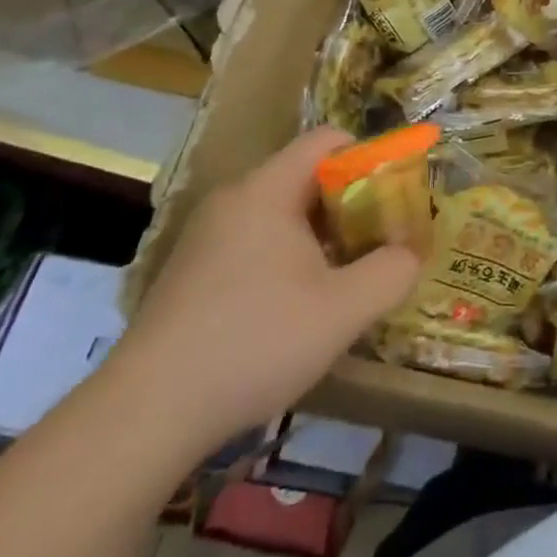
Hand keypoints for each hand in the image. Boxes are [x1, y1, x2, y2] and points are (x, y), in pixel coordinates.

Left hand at [110, 128, 420, 453]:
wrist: (146, 415)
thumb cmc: (255, 343)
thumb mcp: (344, 309)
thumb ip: (392, 271)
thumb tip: (410, 254)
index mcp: (266, 190)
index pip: (328, 141)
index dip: (371, 159)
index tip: (396, 199)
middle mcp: (233, 200)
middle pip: (308, 177)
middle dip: (353, 204)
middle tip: (380, 244)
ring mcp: (207, 237)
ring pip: (283, 214)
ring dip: (323, 236)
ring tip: (347, 279)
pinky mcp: (192, 272)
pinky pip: (256, 242)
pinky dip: (289, 258)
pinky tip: (298, 308)